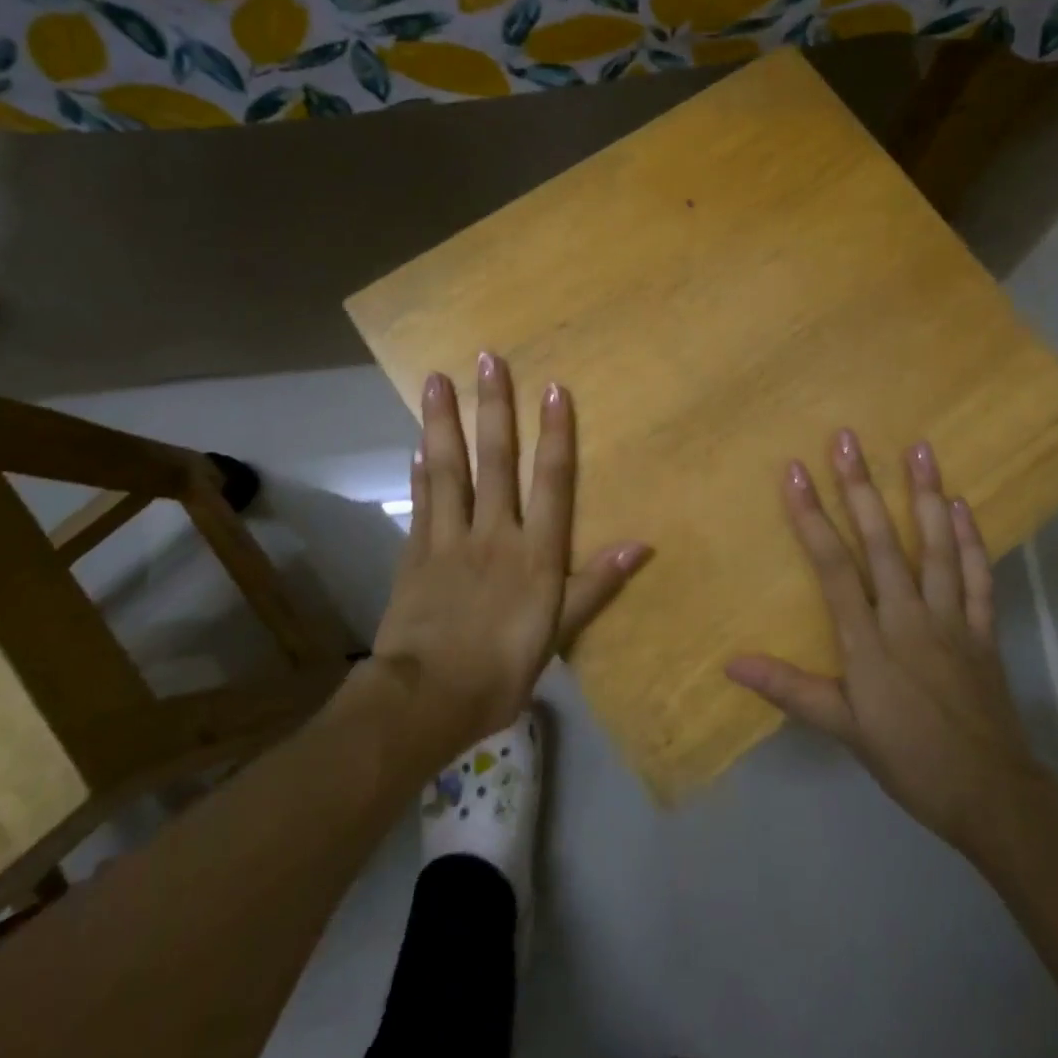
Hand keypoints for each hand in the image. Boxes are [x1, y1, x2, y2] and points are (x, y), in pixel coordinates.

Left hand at [371, 353, 649, 756]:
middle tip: (487, 359)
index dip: (555, 433)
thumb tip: (642, 545)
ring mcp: (449, 539)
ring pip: (449, 469)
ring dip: (444, 422)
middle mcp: (493, 532)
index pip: (550, 481)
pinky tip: (417, 445)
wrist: (426, 699)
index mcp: (534, 552)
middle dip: (494, 407)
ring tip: (436, 380)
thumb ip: (596, 584)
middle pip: (495, 460)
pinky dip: (420, 471)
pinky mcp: (416, 553)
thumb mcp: (559, 633)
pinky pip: (421, 503)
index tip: (553, 388)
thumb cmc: (502, 669)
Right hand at [727, 430, 1043, 856]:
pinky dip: (972, 540)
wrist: (992, 795)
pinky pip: (979, 578)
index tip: (794, 472)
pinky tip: (963, 506)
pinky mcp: (984, 630)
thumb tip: (731, 664)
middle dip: (861, 488)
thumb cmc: (908, 759)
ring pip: (937, 548)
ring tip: (919, 449)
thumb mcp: (842, 729)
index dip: (811, 517)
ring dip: (926, 496)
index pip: (833, 566)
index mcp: (869, 640)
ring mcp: (952, 619)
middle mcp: (908, 617)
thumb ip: (789, 689)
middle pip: (882, 543)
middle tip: (848, 439)